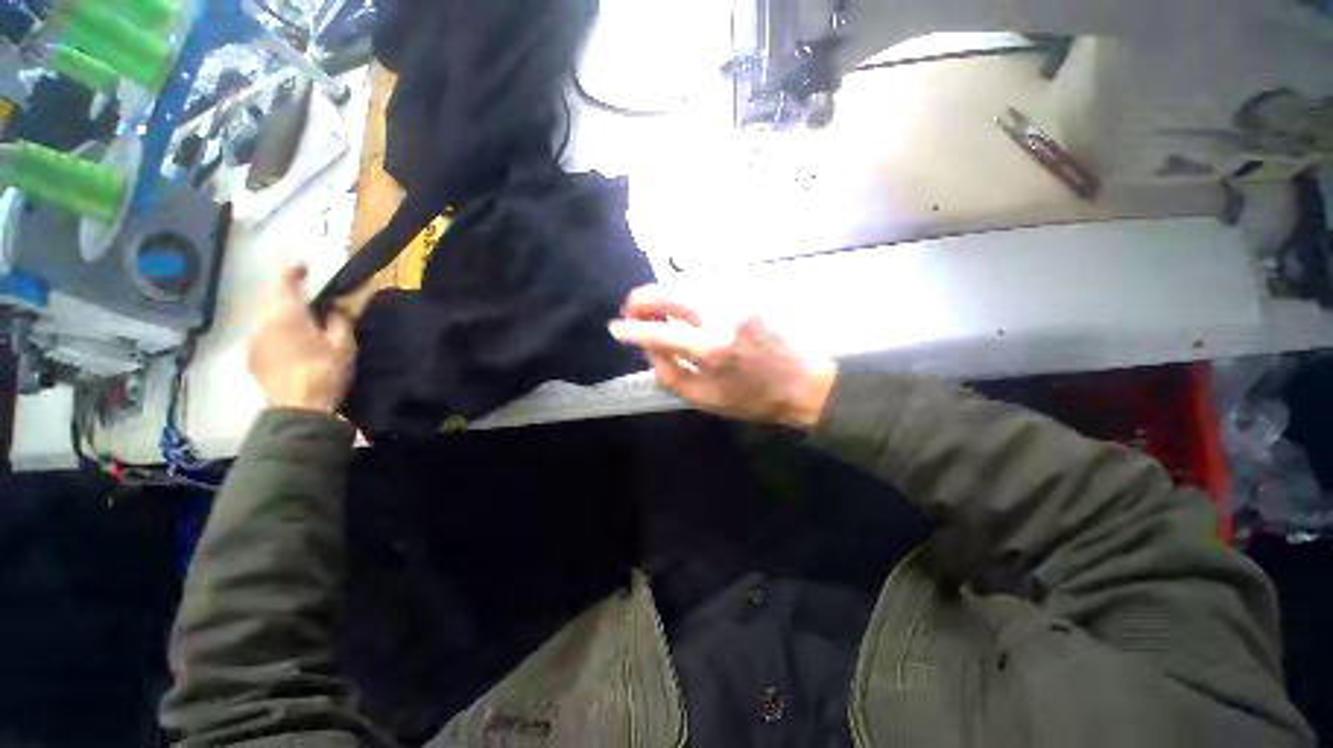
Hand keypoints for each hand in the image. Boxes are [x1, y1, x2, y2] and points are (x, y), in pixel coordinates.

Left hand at [247, 264, 355, 413]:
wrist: (299, 409)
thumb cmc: (324, 371)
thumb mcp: (343, 344)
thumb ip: (339, 320)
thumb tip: (336, 306)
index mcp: (285, 314)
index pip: (284, 283)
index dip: (293, 272)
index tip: (304, 267)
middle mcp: (262, 322)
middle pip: (272, 300)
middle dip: (288, 296)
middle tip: (309, 300)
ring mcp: (253, 341)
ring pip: (266, 318)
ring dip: (282, 316)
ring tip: (302, 325)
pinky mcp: (252, 359)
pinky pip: (263, 336)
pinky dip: (276, 333)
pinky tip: (291, 345)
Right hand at [609, 285, 835, 428]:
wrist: (798, 383)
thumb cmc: (751, 399)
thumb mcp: (704, 399)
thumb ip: (670, 374)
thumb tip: (649, 348)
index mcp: (711, 350)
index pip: (660, 333)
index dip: (633, 330)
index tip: (616, 329)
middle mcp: (721, 318)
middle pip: (670, 296)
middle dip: (642, 300)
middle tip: (629, 313)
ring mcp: (733, 304)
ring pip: (684, 291)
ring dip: (661, 300)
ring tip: (651, 316)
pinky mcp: (742, 300)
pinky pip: (701, 296)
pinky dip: (682, 303)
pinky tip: (679, 316)